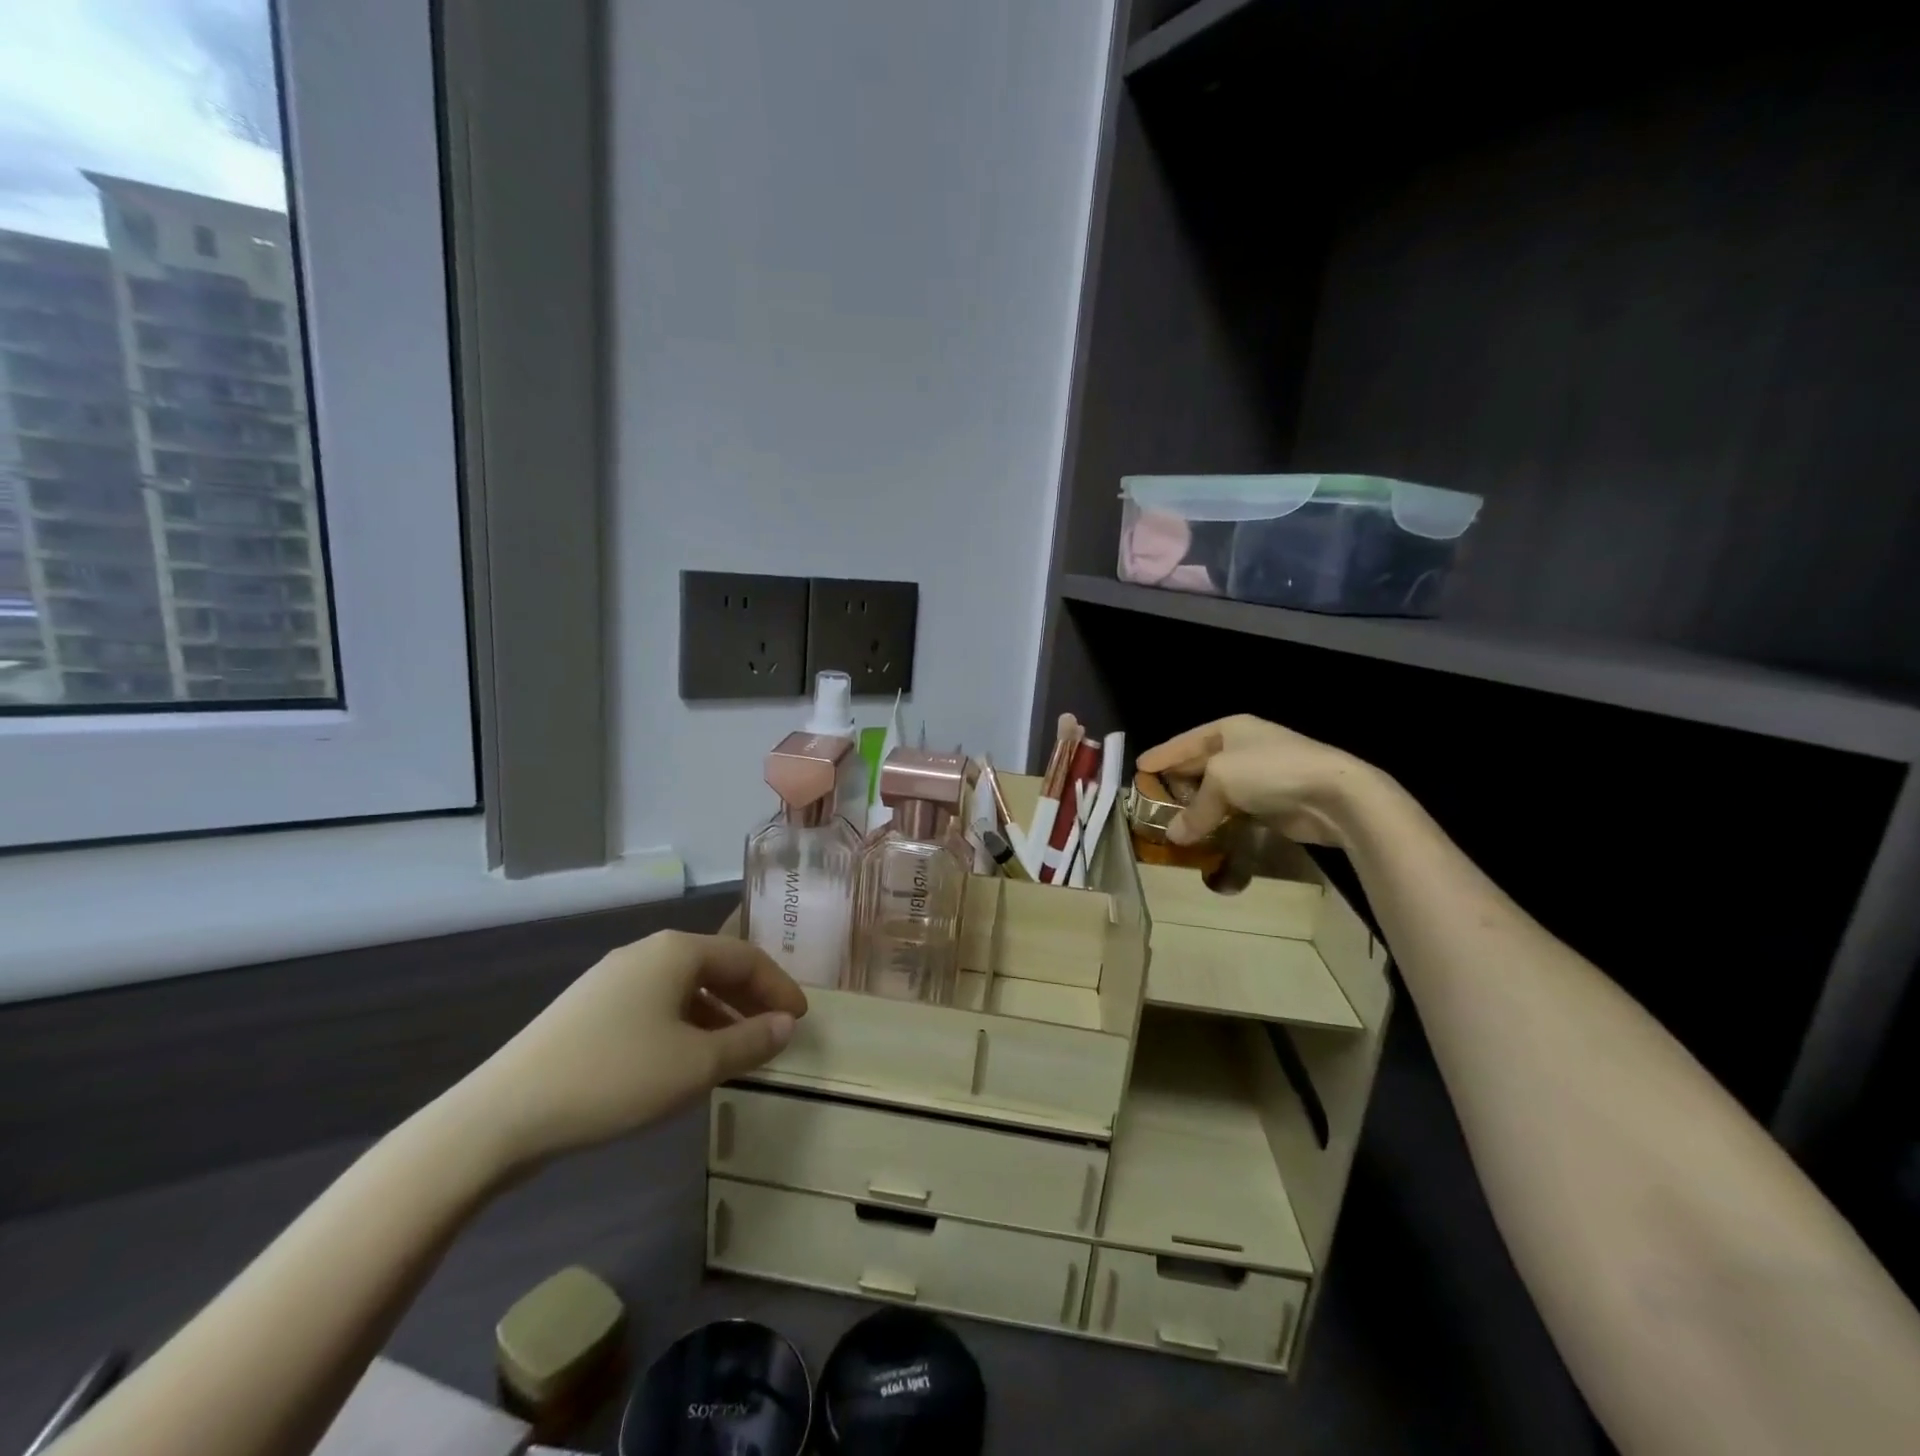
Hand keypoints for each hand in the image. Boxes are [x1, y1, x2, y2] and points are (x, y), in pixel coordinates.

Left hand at [448, 931, 806, 1173]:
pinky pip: (655, 1004)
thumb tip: (787, 1026)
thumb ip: (750, 1042)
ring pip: (684, 987)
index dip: (779, 987)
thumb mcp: (696, 1065)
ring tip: (737, 1050)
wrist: (503, 1115)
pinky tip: (685, 1059)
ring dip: (719, 1014)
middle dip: (751, 999)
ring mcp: (612, 978)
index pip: (746, 957)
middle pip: (715, 966)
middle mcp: (646, 952)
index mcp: (676, 951)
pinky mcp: (588, 1008)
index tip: (801, 1020)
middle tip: (776, 1032)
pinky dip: (685, 1024)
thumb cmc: (615, 1078)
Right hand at [1136, 714, 1376, 848]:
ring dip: (1198, 806)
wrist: (1333, 794)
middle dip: (1177, 782)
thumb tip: (1173, 836)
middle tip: (1151, 798)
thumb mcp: (1221, 782)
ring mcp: (1260, 776)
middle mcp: (1243, 748)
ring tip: (1172, 821)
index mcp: (1229, 729)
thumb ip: (1194, 810)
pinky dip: (1219, 821)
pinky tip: (1204, 833)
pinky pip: (1235, 811)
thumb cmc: (1269, 771)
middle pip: (1200, 765)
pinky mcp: (1273, 802)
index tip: (1139, 767)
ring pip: (1218, 791)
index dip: (1162, 755)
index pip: (1185, 741)